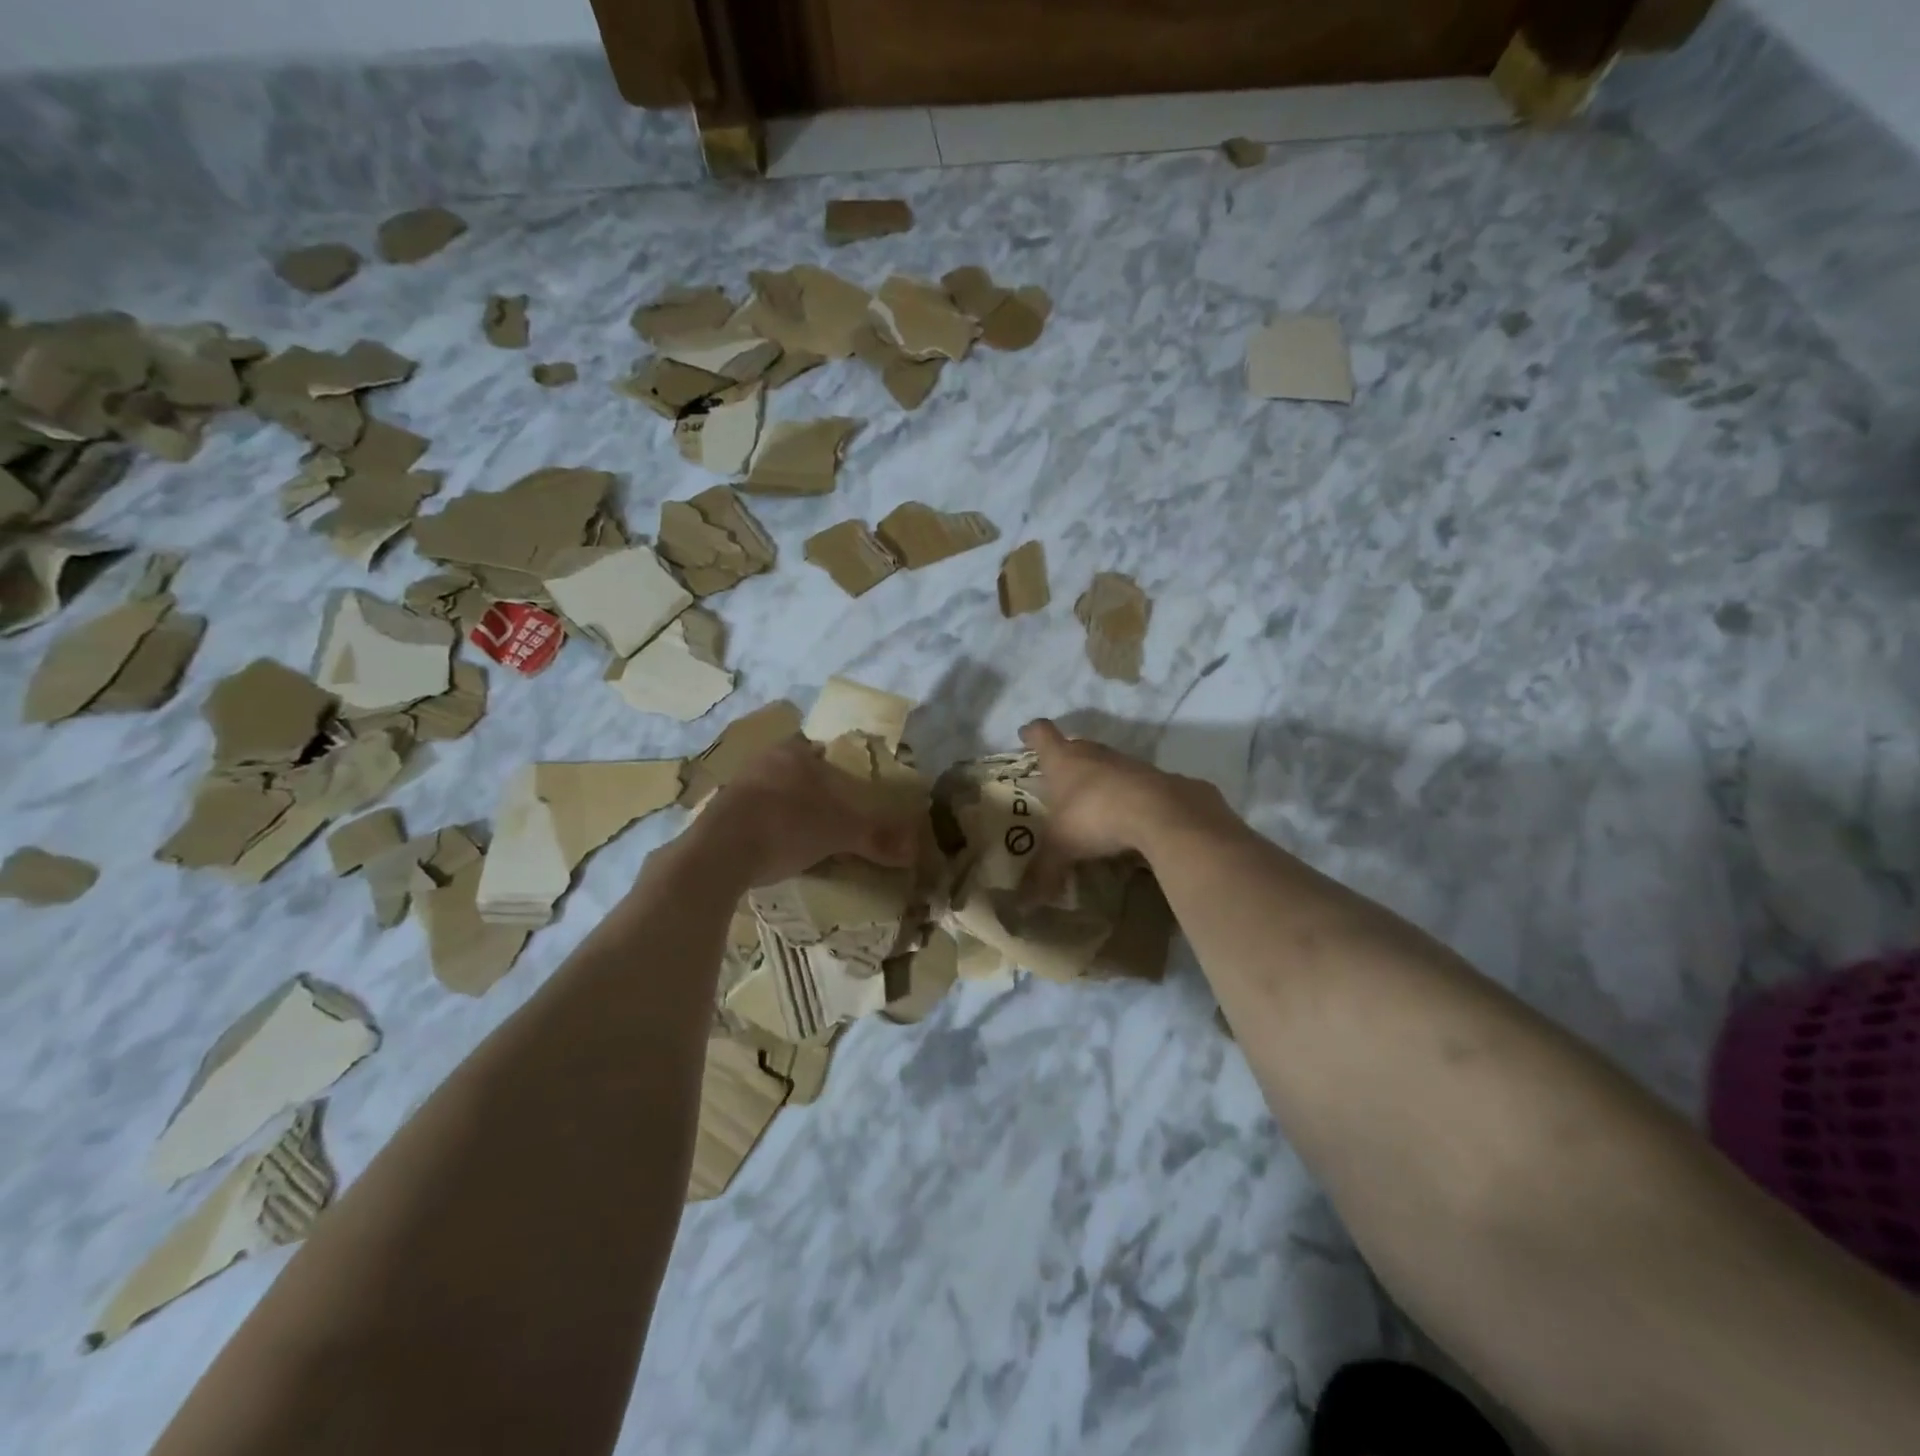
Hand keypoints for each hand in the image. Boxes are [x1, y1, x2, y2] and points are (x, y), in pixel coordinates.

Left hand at [695, 735, 918, 886]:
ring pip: (773, 792)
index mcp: (793, 753)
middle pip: (796, 771)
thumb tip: (914, 850)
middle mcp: (763, 760)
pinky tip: (776, 848)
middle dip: (812, 791)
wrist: (721, 852)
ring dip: (788, 809)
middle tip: (832, 816)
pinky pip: (753, 814)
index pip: (820, 750)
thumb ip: (878, 838)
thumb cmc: (789, 825)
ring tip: (806, 835)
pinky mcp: (719, 813)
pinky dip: (767, 827)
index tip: (847, 793)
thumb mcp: (841, 832)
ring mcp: (737, 786)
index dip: (836, 769)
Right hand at [1017, 718, 1227, 900]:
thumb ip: (1042, 872)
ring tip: (1097, 807)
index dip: (1033, 734)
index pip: (1042, 734)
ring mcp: (1131, 764)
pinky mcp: (1163, 779)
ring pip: (1110, 765)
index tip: (1026, 735)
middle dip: (1069, 761)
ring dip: (1103, 780)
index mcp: (1065, 760)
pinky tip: (1134, 821)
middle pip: (1078, 747)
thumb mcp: (1063, 848)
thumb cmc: (1097, 818)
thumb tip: (1022, 906)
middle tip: (1061, 782)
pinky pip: (1141, 786)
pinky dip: (1134, 799)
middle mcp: (1096, 754)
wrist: (1164, 814)